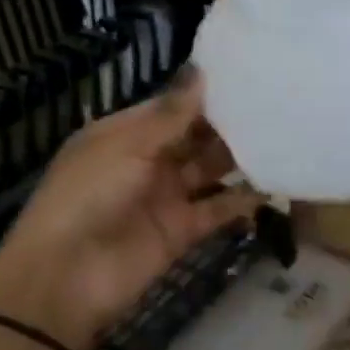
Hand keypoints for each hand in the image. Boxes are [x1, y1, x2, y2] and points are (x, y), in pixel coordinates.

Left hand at [0, 73, 260, 349]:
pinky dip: (242, 200)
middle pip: (194, 136)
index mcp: (124, 133)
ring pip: (209, 170)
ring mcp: (165, 196)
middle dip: (228, 122)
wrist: (65, 277)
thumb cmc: (87, 195)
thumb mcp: (124, 146)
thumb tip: (203, 71)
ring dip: (239, 157)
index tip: (249, 74)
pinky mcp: (182, 231)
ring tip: (283, 136)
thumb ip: (170, 115)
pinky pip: (217, 209)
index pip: (171, 106)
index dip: (205, 93)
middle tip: (276, 101)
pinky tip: (274, 183)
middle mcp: (147, 160)